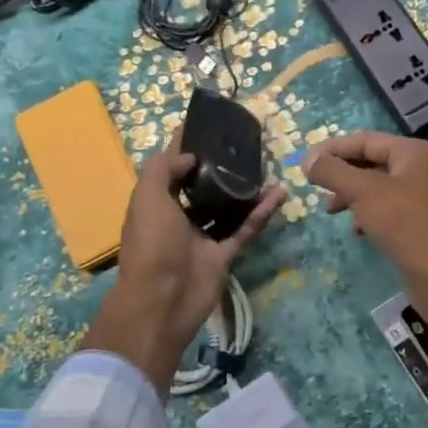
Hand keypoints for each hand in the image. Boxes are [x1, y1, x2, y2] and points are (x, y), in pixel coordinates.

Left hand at [81, 150, 284, 394]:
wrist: (163, 301)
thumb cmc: (151, 244)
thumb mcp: (147, 197)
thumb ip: (164, 169)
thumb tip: (190, 156)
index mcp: (156, 204)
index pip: (171, 169)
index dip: (186, 147)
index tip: (208, 126)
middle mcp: (179, 219)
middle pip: (202, 187)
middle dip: (219, 168)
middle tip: (244, 146)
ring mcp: (203, 238)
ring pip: (228, 208)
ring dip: (245, 189)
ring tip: (265, 166)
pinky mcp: (225, 254)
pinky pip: (246, 229)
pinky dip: (262, 212)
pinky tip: (280, 193)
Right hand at [304, 131, 427, 363]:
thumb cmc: (403, 222)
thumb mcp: (363, 191)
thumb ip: (333, 172)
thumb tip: (307, 159)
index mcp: (415, 151)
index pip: (366, 140)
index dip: (334, 149)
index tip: (306, 162)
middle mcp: (423, 167)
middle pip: (372, 161)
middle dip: (343, 174)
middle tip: (316, 187)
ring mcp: (424, 194)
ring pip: (378, 186)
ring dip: (352, 195)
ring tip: (331, 210)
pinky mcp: (421, 218)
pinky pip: (388, 206)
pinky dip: (368, 212)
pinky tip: (357, 229)